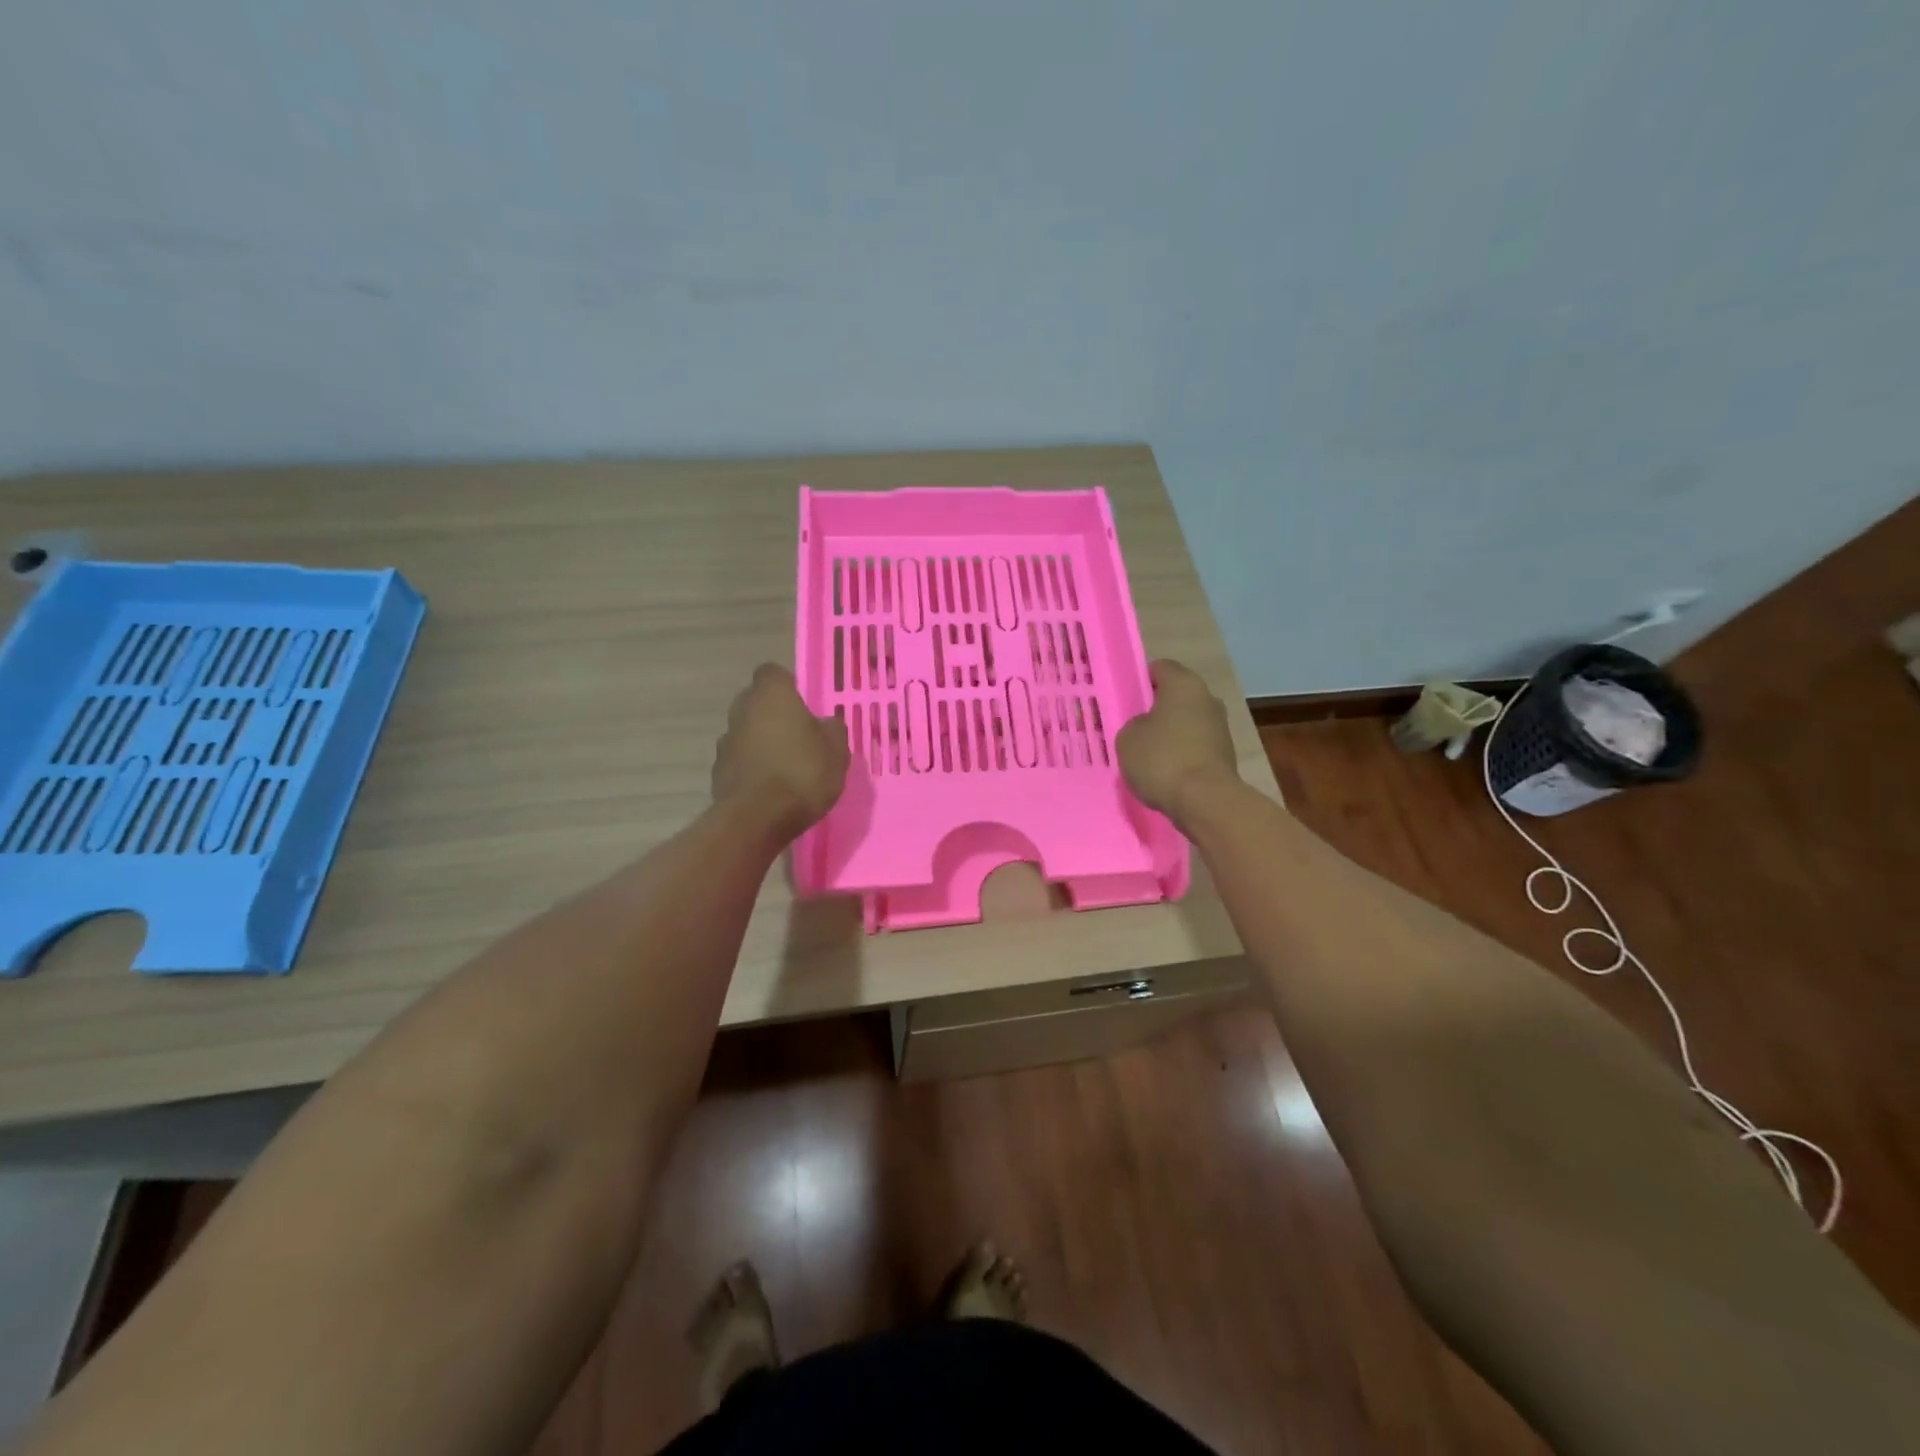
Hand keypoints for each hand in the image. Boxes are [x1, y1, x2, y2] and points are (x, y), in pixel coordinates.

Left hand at [711, 665, 849, 837]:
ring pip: (746, 731)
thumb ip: (832, 729)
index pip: (773, 673)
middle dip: (773, 714)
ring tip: (785, 766)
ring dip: (761, 741)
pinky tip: (770, 788)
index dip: (788, 686)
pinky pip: (739, 760)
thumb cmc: (803, 773)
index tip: (803, 705)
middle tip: (798, 735)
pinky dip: (752, 767)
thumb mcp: (837, 751)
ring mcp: (725, 740)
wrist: (757, 819)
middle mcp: (742, 710)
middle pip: (756, 702)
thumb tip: (825, 723)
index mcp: (772, 695)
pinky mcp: (717, 771)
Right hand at [1116, 659, 1241, 824]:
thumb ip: (1134, 724)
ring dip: (1169, 733)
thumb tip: (1147, 727)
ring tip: (1146, 754)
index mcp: (1184, 684)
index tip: (1124, 699)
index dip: (1139, 680)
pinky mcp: (1225, 754)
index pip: (1159, 668)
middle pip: (1175, 696)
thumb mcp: (1127, 737)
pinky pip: (1195, 745)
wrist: (1205, 801)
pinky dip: (1181, 753)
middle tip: (1132, 726)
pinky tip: (1164, 771)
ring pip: (1186, 722)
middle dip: (1155, 709)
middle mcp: (1207, 698)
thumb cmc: (1161, 759)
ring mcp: (1221, 727)